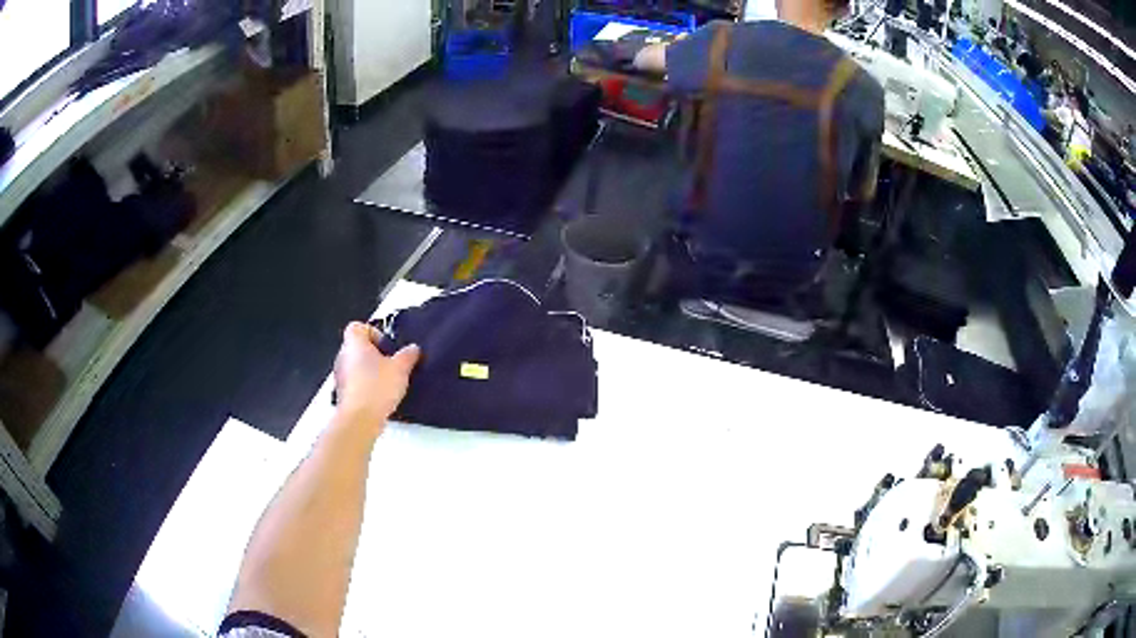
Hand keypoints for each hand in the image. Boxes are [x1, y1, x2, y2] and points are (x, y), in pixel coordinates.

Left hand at [333, 322, 420, 430]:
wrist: (359, 419)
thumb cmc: (377, 387)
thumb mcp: (400, 368)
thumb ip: (408, 355)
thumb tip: (413, 349)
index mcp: (354, 343)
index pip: (358, 327)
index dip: (373, 333)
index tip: (386, 347)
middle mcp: (343, 355)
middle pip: (358, 347)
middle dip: (374, 354)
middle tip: (390, 365)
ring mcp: (339, 375)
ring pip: (356, 365)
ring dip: (369, 371)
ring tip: (387, 383)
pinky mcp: (341, 393)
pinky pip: (354, 382)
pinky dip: (365, 386)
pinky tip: (379, 397)